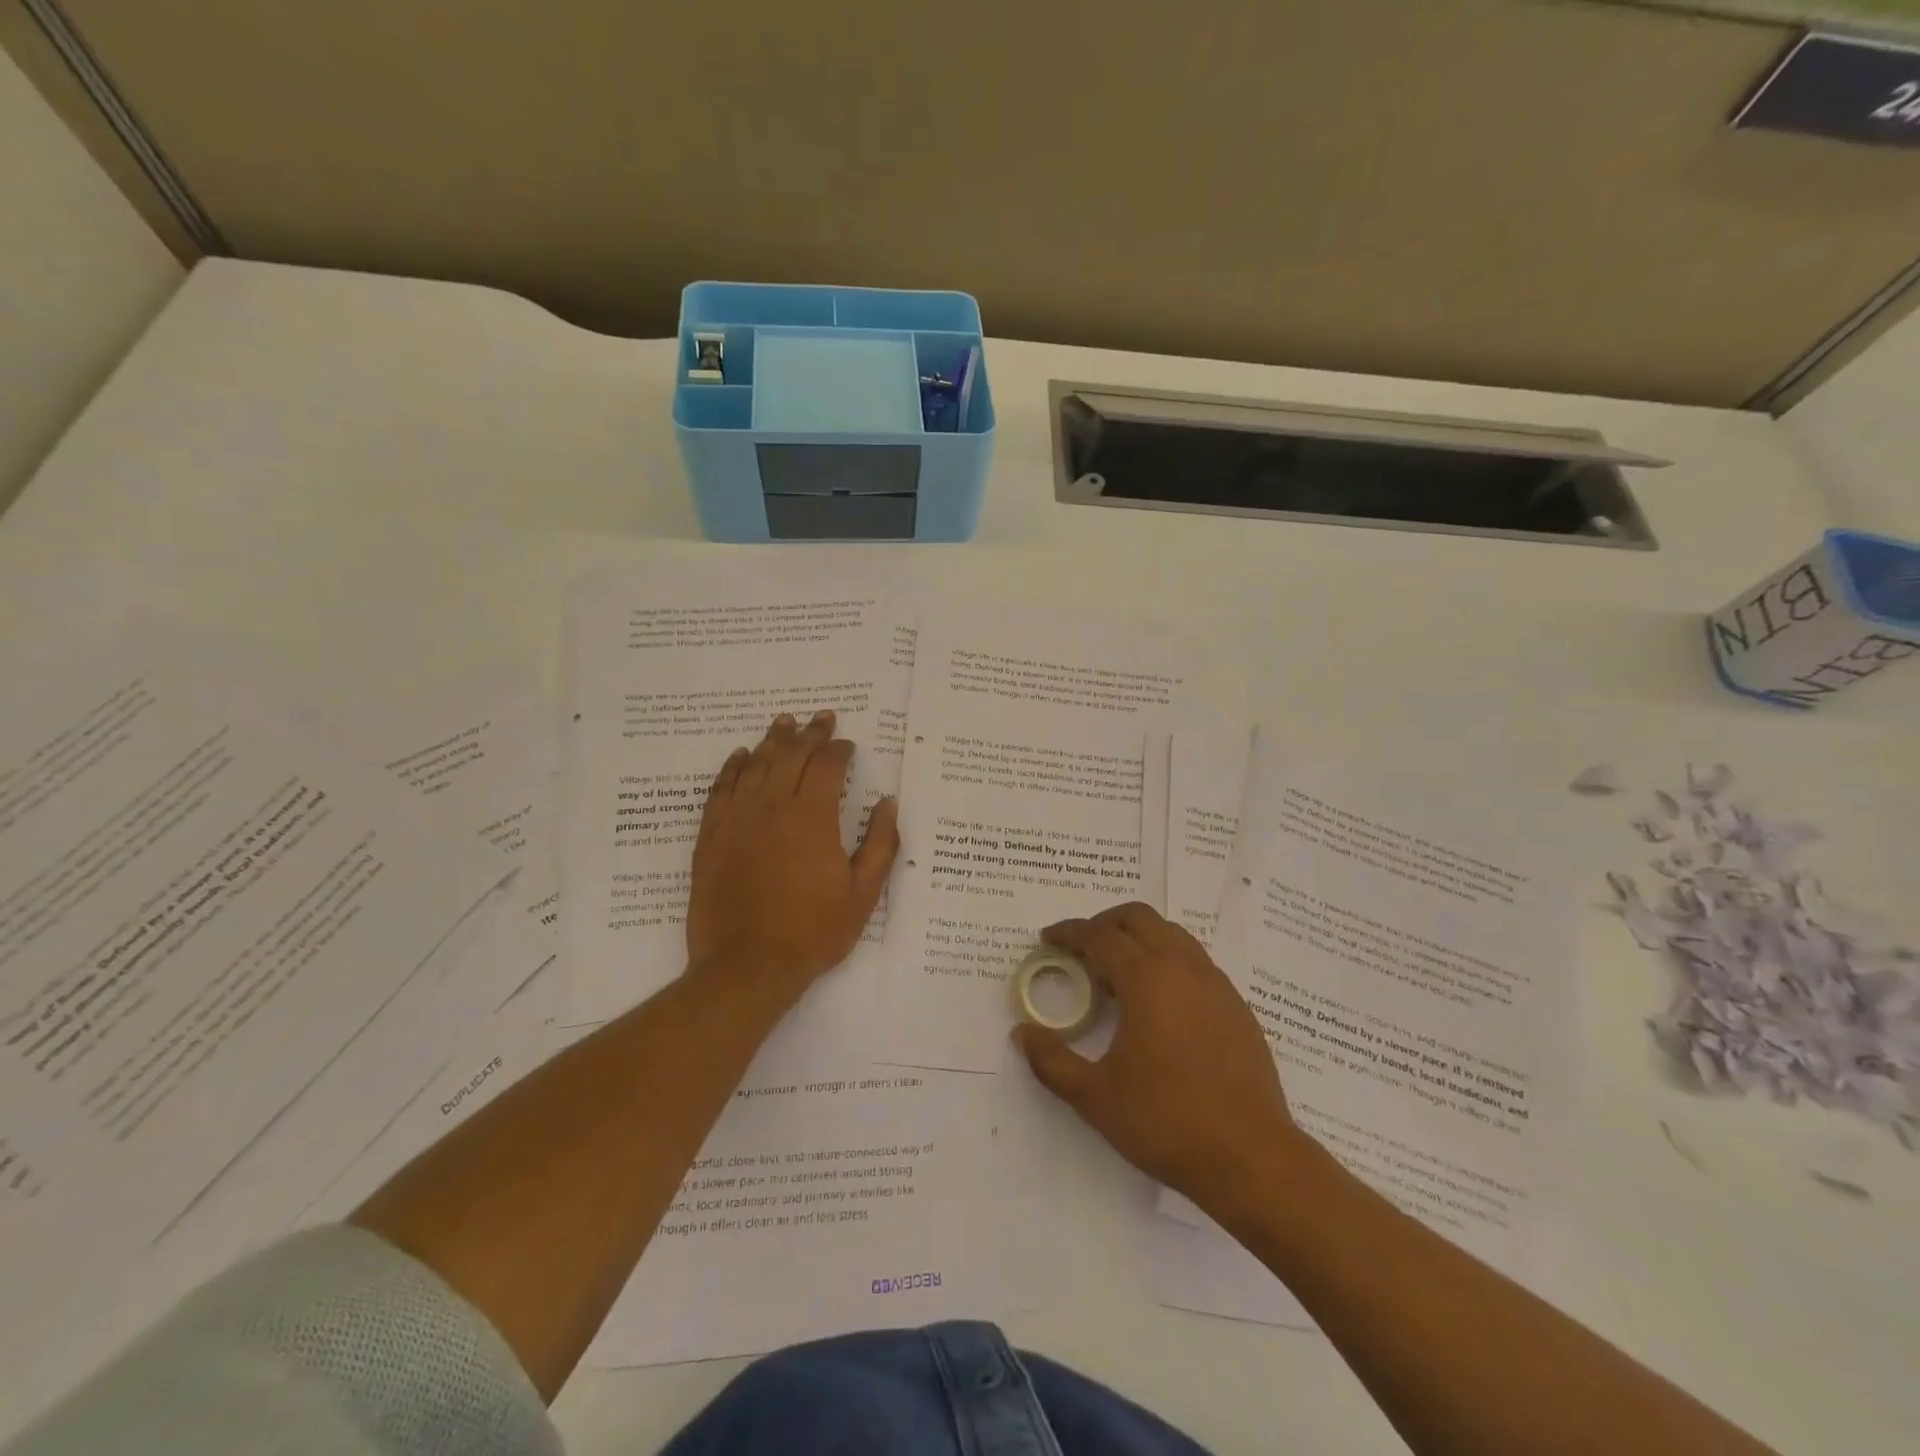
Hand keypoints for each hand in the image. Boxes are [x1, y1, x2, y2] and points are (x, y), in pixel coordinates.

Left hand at [685, 710, 899, 1006]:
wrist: (747, 965)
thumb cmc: (813, 931)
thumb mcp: (863, 893)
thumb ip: (881, 843)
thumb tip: (889, 803)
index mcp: (813, 817)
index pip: (827, 765)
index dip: (839, 749)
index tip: (847, 743)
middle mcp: (773, 807)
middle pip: (791, 756)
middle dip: (809, 734)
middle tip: (820, 718)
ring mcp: (737, 819)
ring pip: (756, 765)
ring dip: (773, 740)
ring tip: (784, 722)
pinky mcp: (711, 836)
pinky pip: (721, 789)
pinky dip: (733, 768)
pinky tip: (741, 756)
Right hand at [1013, 902, 1305, 1215]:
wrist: (1253, 1159)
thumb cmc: (1167, 1122)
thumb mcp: (1095, 1097)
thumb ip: (1052, 1061)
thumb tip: (1022, 1034)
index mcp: (1147, 979)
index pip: (1100, 936)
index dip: (1069, 933)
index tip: (1047, 939)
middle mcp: (1183, 968)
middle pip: (1139, 918)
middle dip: (1104, 923)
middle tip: (1080, 948)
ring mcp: (1216, 984)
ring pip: (1172, 934)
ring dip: (1138, 937)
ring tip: (1116, 971)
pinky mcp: (1237, 1006)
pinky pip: (1194, 961)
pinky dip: (1167, 960)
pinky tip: (1158, 1001)